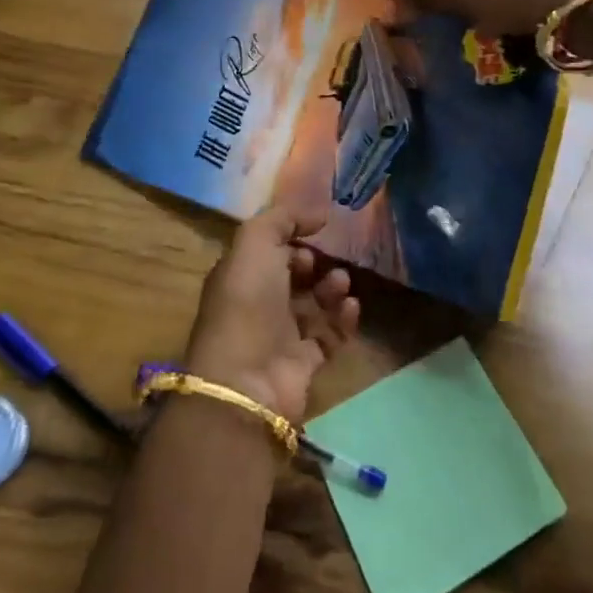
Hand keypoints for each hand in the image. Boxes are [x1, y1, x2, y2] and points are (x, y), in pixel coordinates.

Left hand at [184, 206, 360, 424]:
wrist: (247, 380)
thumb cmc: (246, 302)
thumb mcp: (255, 242)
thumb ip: (283, 217)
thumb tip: (318, 213)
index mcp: (241, 276)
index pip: (269, 252)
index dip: (291, 240)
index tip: (313, 234)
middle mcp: (258, 305)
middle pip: (294, 277)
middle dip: (315, 264)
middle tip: (329, 261)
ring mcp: (281, 336)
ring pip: (315, 305)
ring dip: (333, 289)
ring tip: (341, 284)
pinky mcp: (305, 363)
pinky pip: (331, 335)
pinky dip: (344, 320)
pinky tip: (351, 307)